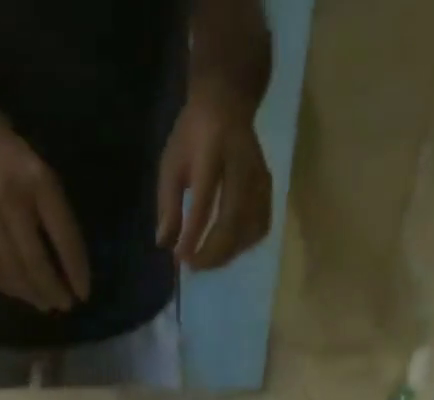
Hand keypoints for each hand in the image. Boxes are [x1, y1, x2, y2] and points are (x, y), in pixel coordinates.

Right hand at [0, 115, 91, 311]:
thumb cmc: (20, 165)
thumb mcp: (47, 180)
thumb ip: (59, 220)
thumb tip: (70, 273)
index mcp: (39, 182)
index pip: (63, 237)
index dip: (75, 270)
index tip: (83, 294)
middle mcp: (11, 198)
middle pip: (34, 261)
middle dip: (52, 290)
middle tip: (64, 305)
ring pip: (12, 270)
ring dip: (32, 295)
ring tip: (45, 304)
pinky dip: (8, 287)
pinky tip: (21, 293)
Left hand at [157, 85, 272, 268]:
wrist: (227, 99)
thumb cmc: (192, 134)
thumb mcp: (171, 161)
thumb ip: (167, 202)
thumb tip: (165, 242)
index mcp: (211, 149)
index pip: (204, 200)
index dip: (193, 234)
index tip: (180, 257)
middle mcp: (240, 162)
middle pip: (232, 218)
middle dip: (213, 251)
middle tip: (194, 266)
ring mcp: (258, 175)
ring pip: (249, 227)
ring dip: (228, 252)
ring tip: (208, 260)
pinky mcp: (268, 186)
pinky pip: (260, 226)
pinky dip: (244, 245)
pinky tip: (228, 249)